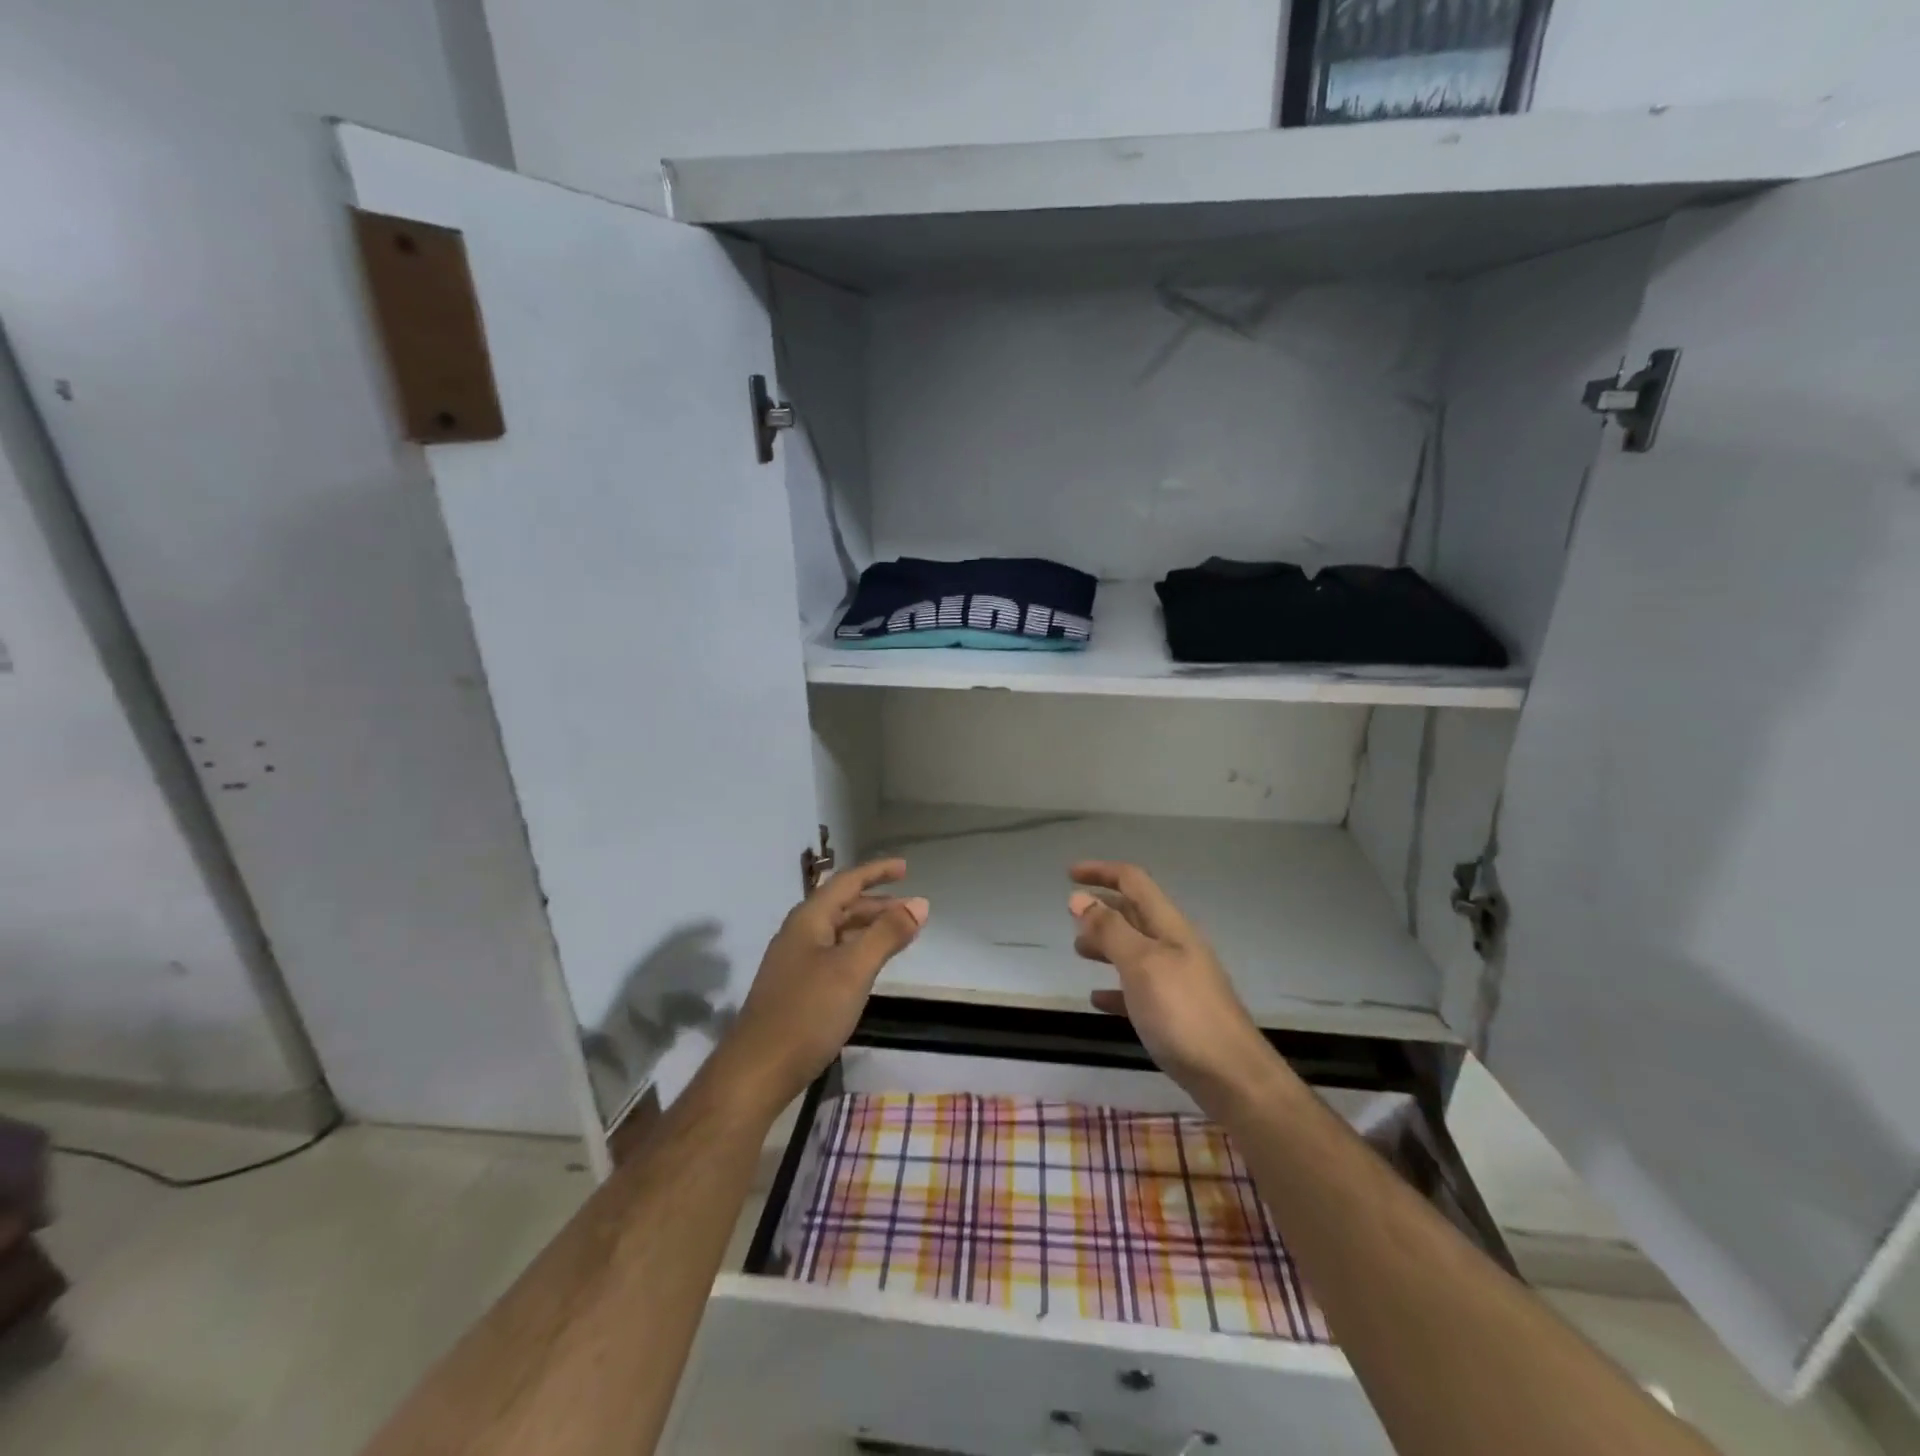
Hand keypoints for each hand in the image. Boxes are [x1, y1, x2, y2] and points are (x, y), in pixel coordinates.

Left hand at [718, 858, 927, 1113]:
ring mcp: (793, 963)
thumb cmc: (808, 1013)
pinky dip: (857, 950)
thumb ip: (887, 934)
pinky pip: (832, 955)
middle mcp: (798, 934)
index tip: (905, 868)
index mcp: (808, 920)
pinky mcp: (794, 989)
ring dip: (868, 928)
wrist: (756, 1072)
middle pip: (841, 906)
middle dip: (877, 903)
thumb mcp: (853, 969)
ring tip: (898, 935)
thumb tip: (920, 903)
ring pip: (837, 932)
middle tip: (911, 909)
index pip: (846, 882)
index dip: (876, 872)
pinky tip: (868, 968)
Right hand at [1069, 862, 1294, 1118]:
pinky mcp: (1177, 1013)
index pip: (1133, 882)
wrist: (1233, 1078)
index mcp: (1169, 926)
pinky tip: (1098, 999)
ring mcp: (1178, 980)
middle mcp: (1175, 946)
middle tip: (1070, 916)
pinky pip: (1139, 989)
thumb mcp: (1141, 964)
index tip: (1069, 873)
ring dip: (1106, 944)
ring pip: (1135, 949)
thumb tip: (1079, 897)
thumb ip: (1109, 930)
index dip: (1101, 872)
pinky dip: (1116, 987)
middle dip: (1102, 908)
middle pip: (1135, 913)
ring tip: (1079, 951)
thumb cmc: (1183, 1013)